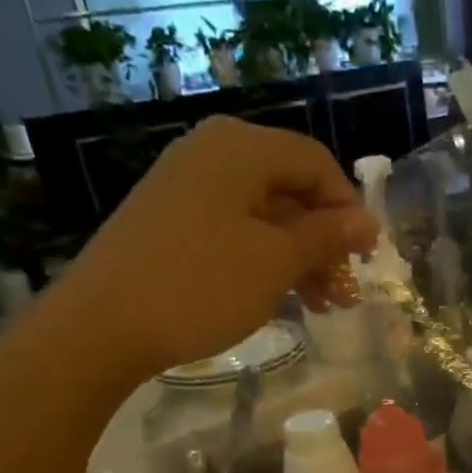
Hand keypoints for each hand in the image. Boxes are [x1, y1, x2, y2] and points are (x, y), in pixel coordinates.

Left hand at [64, 117, 377, 374]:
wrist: (104, 324)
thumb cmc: (201, 286)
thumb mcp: (275, 262)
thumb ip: (325, 237)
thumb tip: (366, 222)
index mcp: (240, 148)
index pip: (315, 163)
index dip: (348, 209)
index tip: (367, 258)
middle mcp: (211, 154)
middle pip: (289, 190)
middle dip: (323, 242)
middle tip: (343, 294)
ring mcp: (185, 187)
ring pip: (262, 216)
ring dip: (298, 258)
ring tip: (318, 307)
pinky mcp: (168, 221)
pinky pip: (232, 231)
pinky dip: (262, 261)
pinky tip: (276, 298)